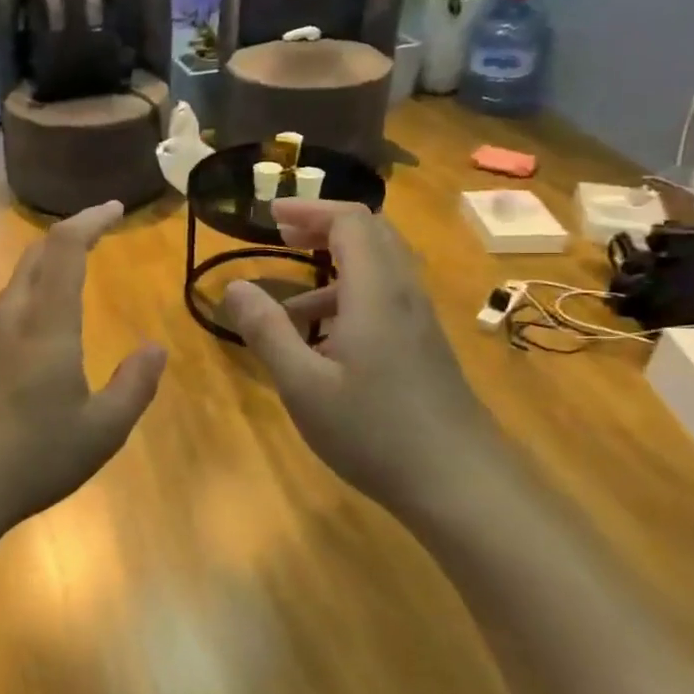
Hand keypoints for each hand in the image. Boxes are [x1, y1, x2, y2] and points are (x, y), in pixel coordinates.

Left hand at [0, 202, 166, 532]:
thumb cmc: (34, 457)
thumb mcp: (103, 431)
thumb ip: (135, 385)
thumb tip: (154, 348)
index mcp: (46, 326)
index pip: (64, 250)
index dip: (88, 221)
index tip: (113, 209)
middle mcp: (7, 320)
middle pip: (34, 260)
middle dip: (66, 238)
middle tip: (94, 234)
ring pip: (13, 291)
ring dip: (43, 276)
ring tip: (69, 290)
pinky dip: (24, 311)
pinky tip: (32, 349)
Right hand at [222, 201, 504, 516]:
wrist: (460, 484)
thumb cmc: (374, 431)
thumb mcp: (303, 384)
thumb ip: (266, 331)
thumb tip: (233, 286)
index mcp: (375, 292)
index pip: (350, 221)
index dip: (309, 209)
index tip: (269, 216)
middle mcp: (403, 294)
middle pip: (370, 234)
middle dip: (322, 226)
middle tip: (280, 235)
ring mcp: (419, 321)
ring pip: (379, 268)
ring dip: (332, 266)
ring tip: (285, 305)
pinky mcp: (424, 346)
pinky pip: (385, 299)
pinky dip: (348, 298)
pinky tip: (321, 342)